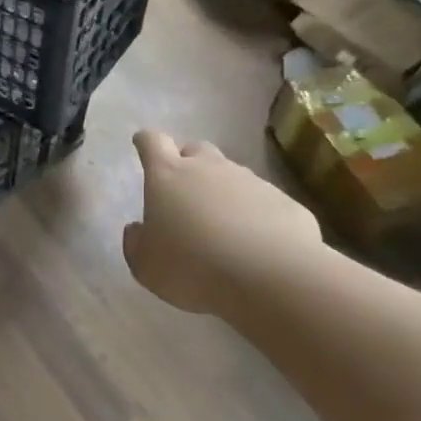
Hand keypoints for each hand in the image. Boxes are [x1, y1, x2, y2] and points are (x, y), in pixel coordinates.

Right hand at [123, 130, 319, 314]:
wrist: (269, 277)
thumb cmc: (191, 267)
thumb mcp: (146, 266)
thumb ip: (136, 243)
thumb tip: (137, 230)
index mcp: (168, 176)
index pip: (152, 142)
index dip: (146, 143)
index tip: (142, 147)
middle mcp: (209, 168)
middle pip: (195, 150)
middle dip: (187, 163)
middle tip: (184, 194)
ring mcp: (251, 181)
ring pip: (231, 175)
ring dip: (222, 192)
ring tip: (222, 228)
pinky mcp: (284, 201)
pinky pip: (262, 201)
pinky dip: (254, 215)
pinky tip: (254, 244)